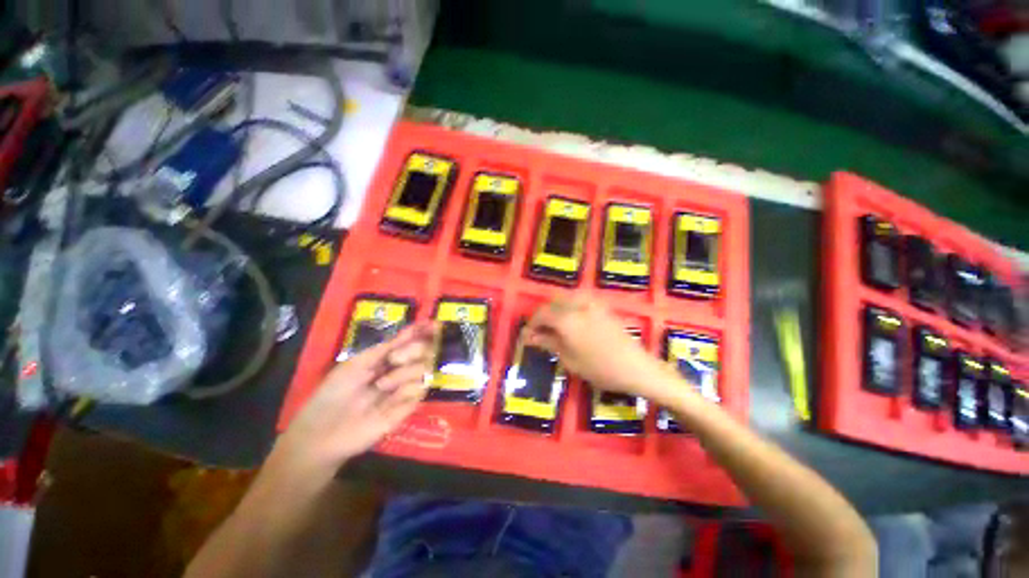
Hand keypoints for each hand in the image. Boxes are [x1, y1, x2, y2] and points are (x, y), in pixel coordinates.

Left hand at [268, 323, 434, 483]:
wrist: (322, 431)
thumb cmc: (333, 394)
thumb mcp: (356, 363)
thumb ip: (384, 348)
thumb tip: (410, 331)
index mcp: (386, 360)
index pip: (410, 342)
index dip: (422, 332)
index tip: (433, 324)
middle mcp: (400, 372)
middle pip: (425, 352)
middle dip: (414, 350)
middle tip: (395, 358)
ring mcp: (404, 390)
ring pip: (424, 370)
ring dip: (404, 373)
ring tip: (381, 385)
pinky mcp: (406, 409)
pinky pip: (420, 391)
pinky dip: (407, 390)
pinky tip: (389, 399)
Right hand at [524, 295, 665, 398]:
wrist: (636, 367)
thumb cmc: (600, 368)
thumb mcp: (570, 359)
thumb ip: (548, 342)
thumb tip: (529, 336)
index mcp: (567, 319)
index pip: (542, 314)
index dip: (532, 324)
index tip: (528, 336)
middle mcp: (578, 304)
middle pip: (552, 303)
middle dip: (543, 316)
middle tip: (540, 333)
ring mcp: (591, 303)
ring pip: (565, 298)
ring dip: (556, 310)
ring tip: (554, 327)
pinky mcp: (601, 305)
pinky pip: (578, 300)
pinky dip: (569, 307)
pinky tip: (571, 322)